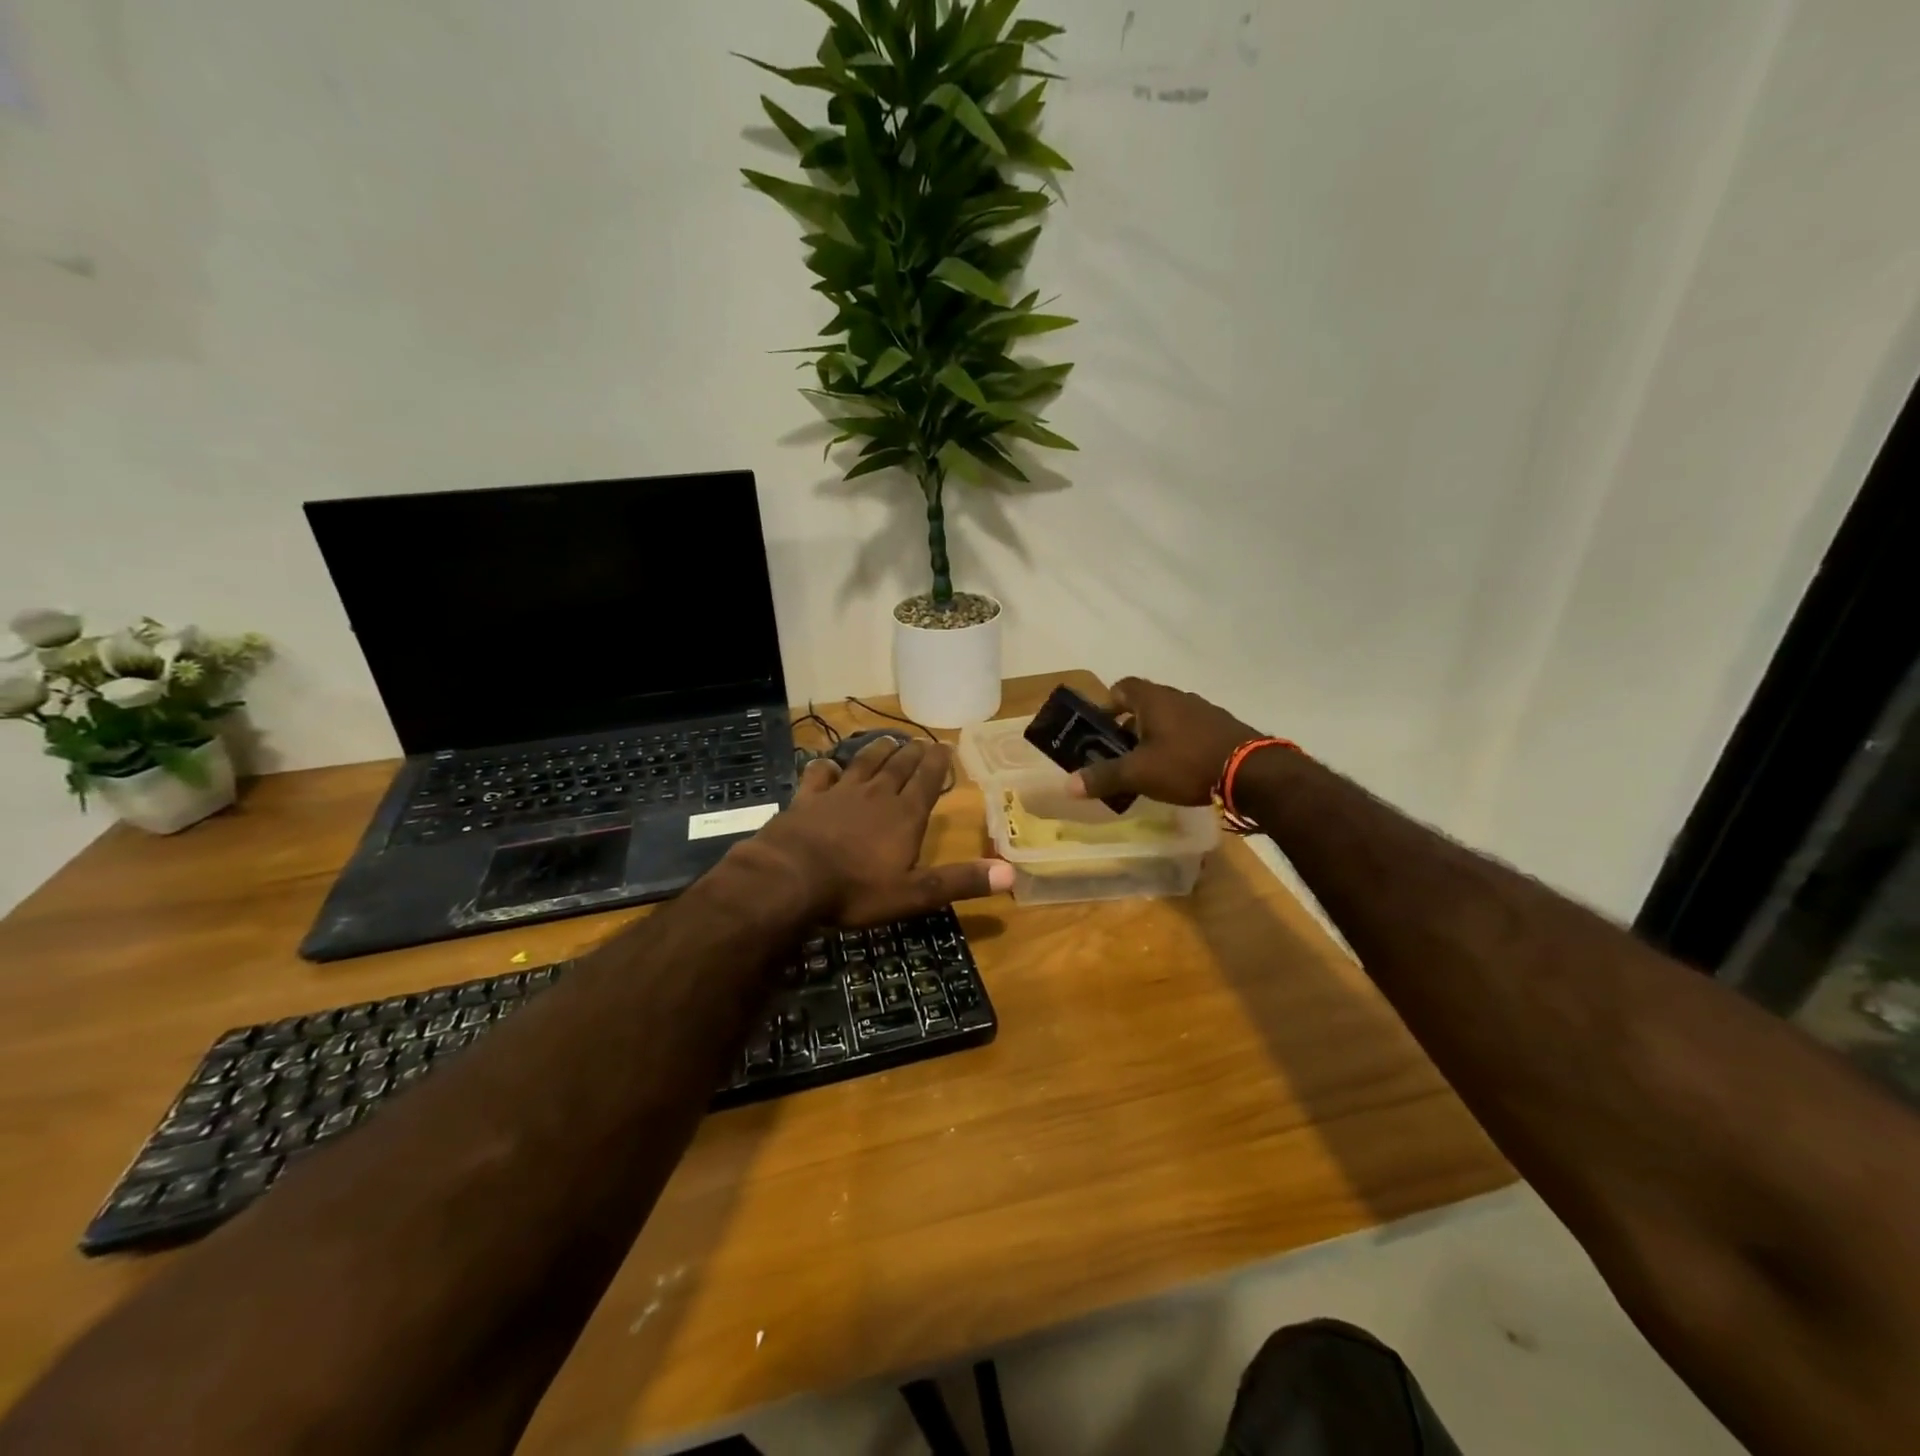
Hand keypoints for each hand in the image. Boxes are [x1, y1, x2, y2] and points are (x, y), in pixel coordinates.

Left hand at [748, 737, 1014, 926]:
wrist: (790, 878)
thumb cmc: (856, 890)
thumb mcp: (914, 894)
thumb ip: (959, 881)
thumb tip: (1011, 874)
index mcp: (905, 815)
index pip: (927, 780)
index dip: (938, 762)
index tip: (945, 745)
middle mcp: (876, 795)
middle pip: (899, 767)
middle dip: (913, 753)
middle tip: (921, 741)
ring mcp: (839, 793)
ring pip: (864, 764)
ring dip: (878, 750)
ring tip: (888, 740)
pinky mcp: (807, 798)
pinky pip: (819, 774)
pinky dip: (826, 766)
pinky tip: (828, 764)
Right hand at [1068, 678, 1262, 807]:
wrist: (1253, 773)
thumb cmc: (1187, 764)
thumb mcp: (1139, 774)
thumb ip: (1103, 777)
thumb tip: (1067, 786)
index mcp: (1154, 699)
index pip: (1122, 687)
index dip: (1107, 704)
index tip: (1100, 729)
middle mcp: (1178, 698)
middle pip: (1145, 705)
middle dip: (1129, 727)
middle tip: (1119, 755)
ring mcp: (1204, 712)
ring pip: (1169, 719)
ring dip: (1155, 738)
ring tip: (1149, 767)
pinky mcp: (1224, 729)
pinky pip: (1191, 732)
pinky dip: (1179, 746)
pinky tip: (1180, 772)